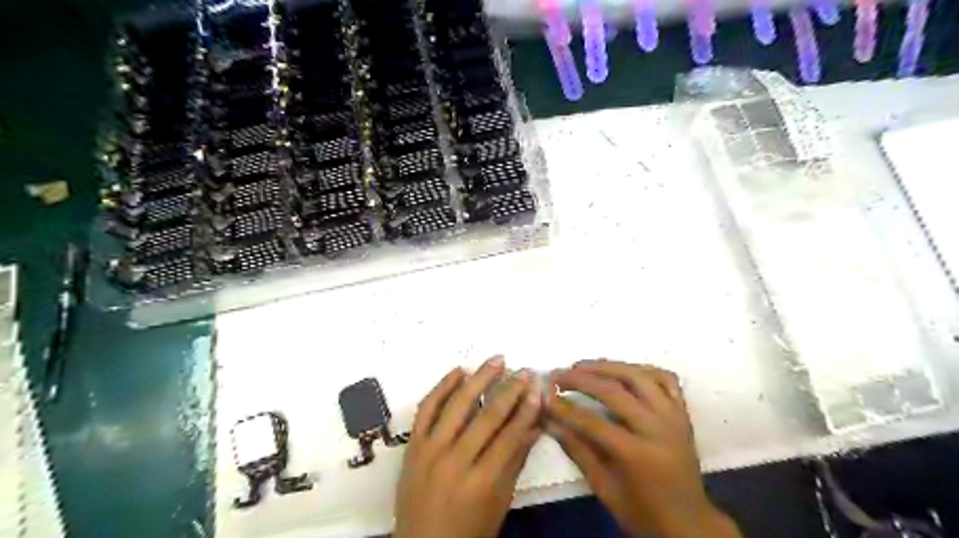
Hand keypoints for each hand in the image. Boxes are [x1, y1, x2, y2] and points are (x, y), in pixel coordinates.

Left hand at [394, 357, 541, 537]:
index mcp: (481, 482)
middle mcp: (454, 462)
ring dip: (479, 379)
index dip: (526, 410)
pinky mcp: (412, 445)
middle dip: (510, 390)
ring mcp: (429, 450)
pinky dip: (442, 386)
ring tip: (496, 360)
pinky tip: (458, 371)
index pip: (510, 436)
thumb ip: (516, 460)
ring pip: (457, 405)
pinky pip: (426, 408)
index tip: (538, 388)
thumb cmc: (469, 529)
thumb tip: (537, 425)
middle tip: (525, 370)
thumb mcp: (499, 502)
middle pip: (487, 417)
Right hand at [542, 358, 735, 536]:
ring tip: (582, 365)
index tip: (546, 396)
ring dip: (607, 366)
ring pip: (639, 376)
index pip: (594, 423)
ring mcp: (673, 416)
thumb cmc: (643, 512)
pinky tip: (622, 370)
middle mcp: (658, 429)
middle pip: (615, 391)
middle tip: (558, 374)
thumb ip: (578, 451)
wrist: (690, 523)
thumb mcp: (605, 489)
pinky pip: (665, 379)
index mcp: (638, 455)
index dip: (566, 408)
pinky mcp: (682, 412)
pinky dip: (642, 369)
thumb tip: (551, 422)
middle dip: (581, 379)